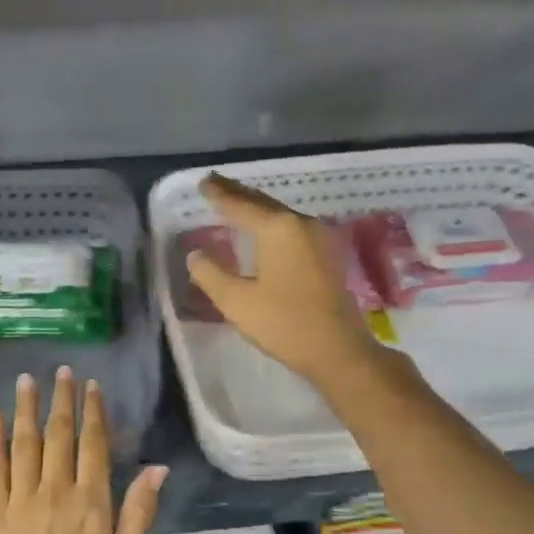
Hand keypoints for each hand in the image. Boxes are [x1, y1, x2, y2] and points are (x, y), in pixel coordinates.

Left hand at [0, 367, 166, 533]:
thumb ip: (138, 513)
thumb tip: (157, 469)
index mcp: (91, 502)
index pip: (94, 444)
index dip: (93, 412)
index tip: (92, 386)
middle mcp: (56, 491)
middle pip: (59, 434)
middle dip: (62, 400)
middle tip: (62, 371)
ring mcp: (21, 499)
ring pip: (25, 443)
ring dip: (26, 409)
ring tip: (27, 380)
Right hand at [185, 173, 382, 384]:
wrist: (338, 350)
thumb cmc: (284, 324)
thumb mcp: (236, 302)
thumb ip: (211, 275)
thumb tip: (195, 255)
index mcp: (278, 228)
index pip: (240, 205)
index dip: (219, 195)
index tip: (203, 182)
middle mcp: (301, 224)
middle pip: (263, 203)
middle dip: (238, 194)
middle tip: (215, 183)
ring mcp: (319, 238)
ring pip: (279, 214)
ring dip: (256, 207)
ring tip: (235, 201)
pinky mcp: (327, 255)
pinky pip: (291, 228)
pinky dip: (271, 222)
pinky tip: (264, 229)